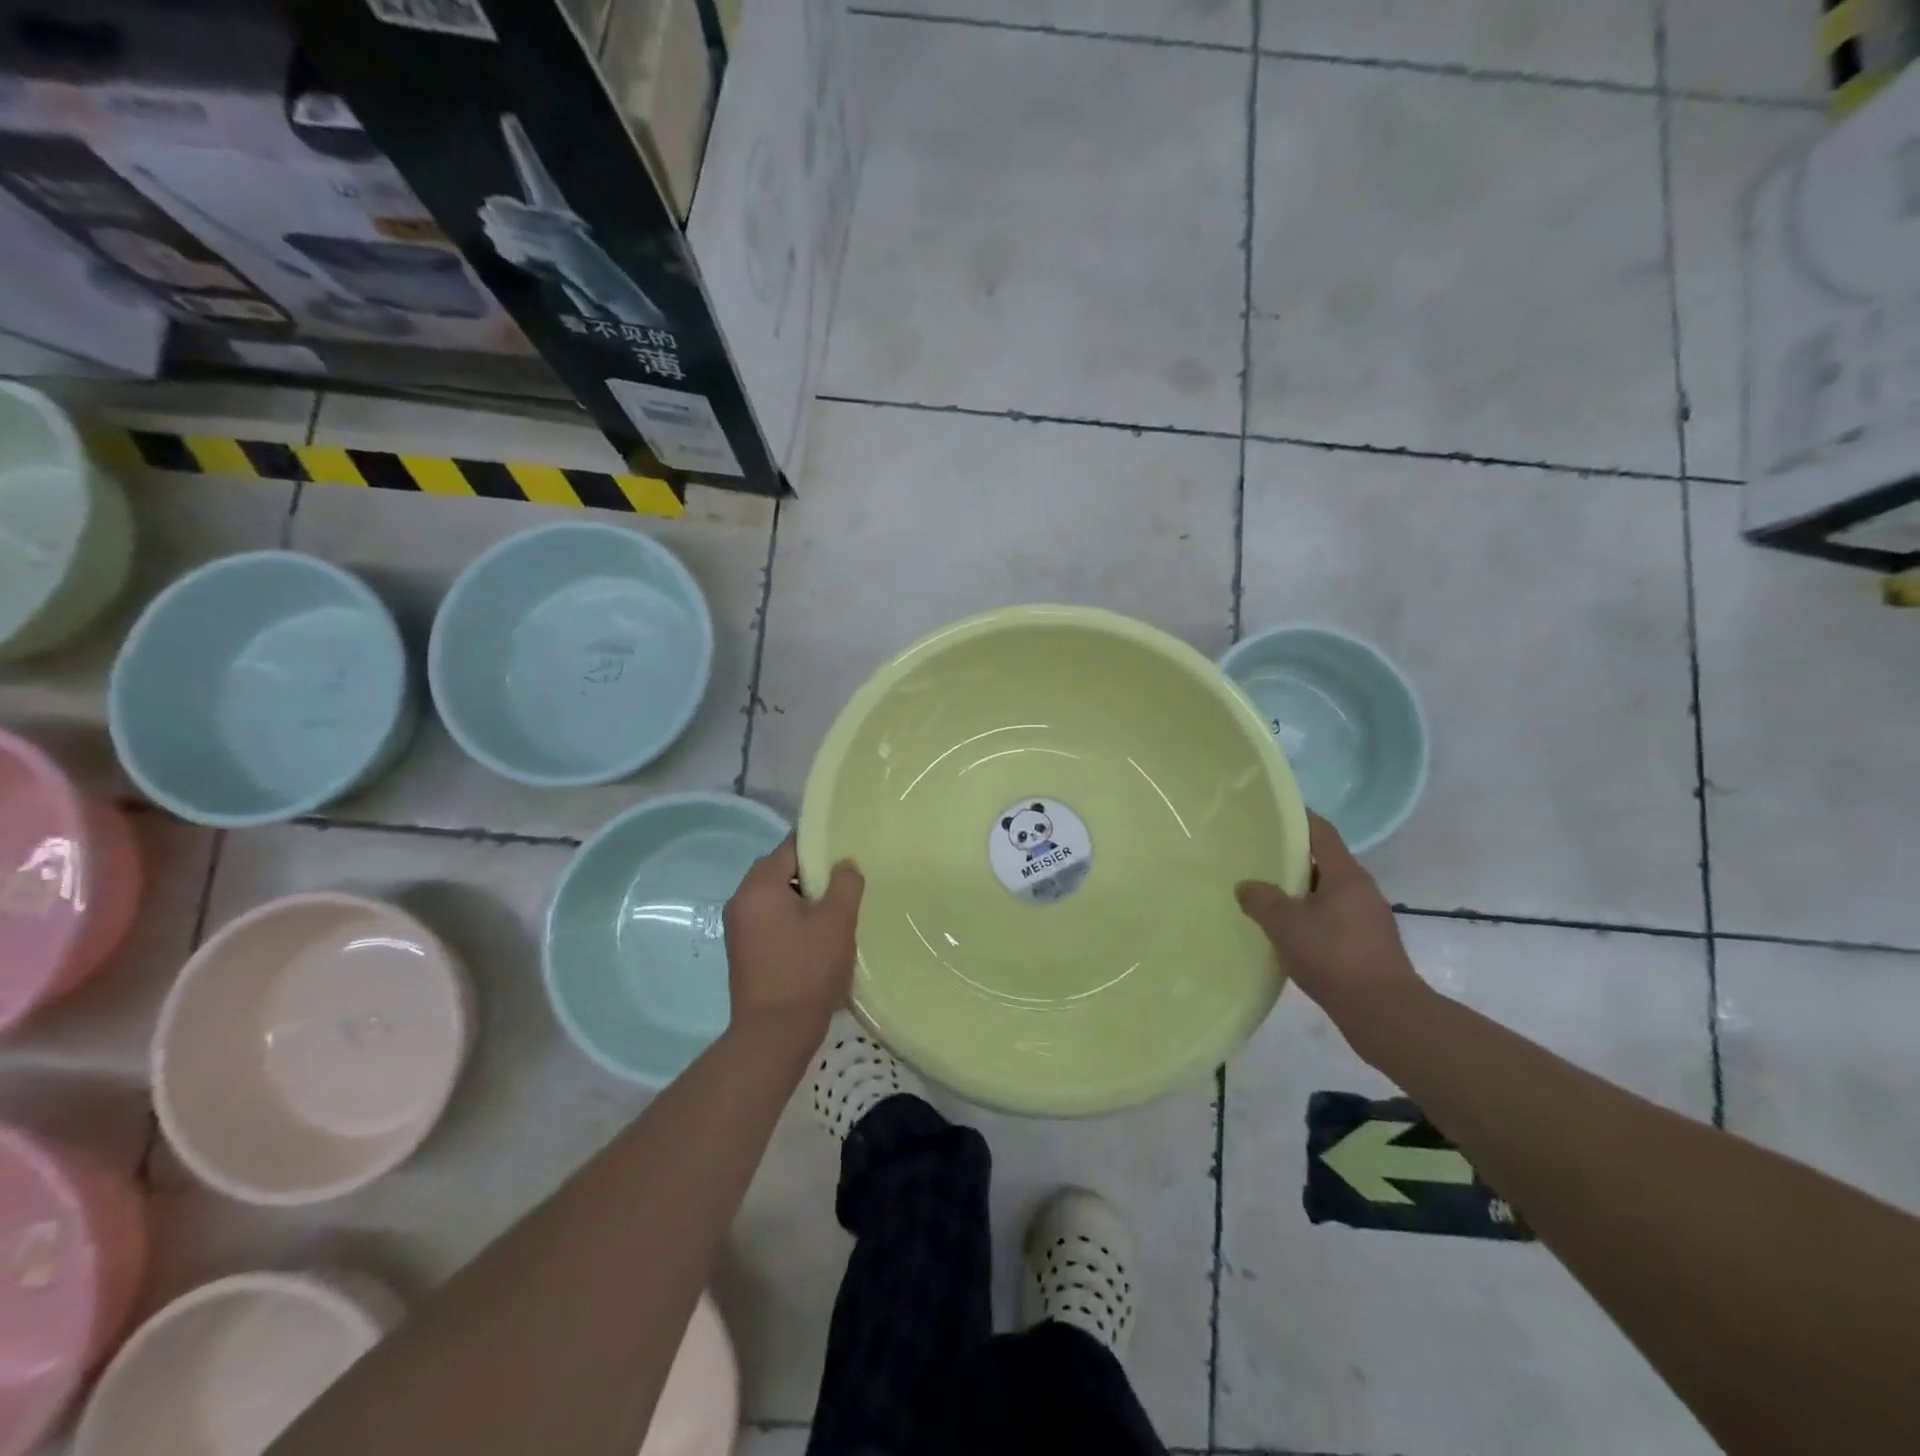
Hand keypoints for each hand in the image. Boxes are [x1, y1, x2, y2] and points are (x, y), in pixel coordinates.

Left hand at [724, 835, 863, 1033]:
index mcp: (759, 887)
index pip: (789, 848)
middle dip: (810, 875)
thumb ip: (845, 884)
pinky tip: (817, 937)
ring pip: (775, 898)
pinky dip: (791, 920)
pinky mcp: (743, 952)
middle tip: (842, 884)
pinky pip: (769, 920)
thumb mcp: (837, 921)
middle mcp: (741, 902)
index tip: (844, 852)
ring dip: (802, 900)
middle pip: (779, 871)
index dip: (818, 847)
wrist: (775, 1033)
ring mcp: (738, 929)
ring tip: (834, 912)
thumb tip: (844, 864)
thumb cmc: (807, 969)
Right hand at [1236, 814, 1429, 1064]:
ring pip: (1328, 893)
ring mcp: (1369, 919)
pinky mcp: (1369, 945)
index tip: (1268, 815)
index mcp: (1346, 874)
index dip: (1296, 818)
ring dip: (1299, 893)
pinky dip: (1310, 919)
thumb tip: (1246, 886)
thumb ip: (1260, 898)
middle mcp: (1363, 890)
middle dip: (1291, 859)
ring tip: (1265, 898)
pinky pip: (1333, 919)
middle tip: (1256, 859)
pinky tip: (1287, 934)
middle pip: (1323, 862)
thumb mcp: (1284, 923)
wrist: (1384, 1013)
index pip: (1321, 831)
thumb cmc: (1334, 956)